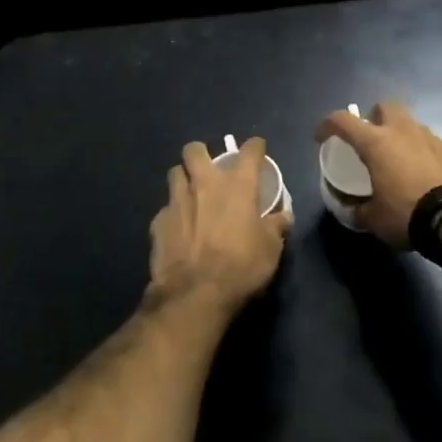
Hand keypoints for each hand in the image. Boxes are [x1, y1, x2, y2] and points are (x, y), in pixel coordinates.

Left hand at [147, 138, 289, 314]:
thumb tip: (283, 216)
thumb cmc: (240, 267)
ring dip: (184, 179)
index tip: (257, 150)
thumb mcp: (270, 250)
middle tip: (210, 168)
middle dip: (201, 153)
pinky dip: (173, 213)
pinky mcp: (158, 222)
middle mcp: (205, 183)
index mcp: (237, 185)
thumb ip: (276, 227)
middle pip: (195, 150)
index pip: (249, 151)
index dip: (255, 147)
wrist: (194, 294)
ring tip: (191, 194)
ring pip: (174, 173)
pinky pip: (165, 208)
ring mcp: (177, 200)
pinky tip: (179, 228)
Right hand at [312, 101, 441, 248]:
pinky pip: (432, 145)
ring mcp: (432, 138)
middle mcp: (404, 131)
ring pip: (411, 125)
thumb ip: (358, 210)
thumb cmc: (408, 214)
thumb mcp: (374, 220)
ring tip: (399, 161)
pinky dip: (424, 154)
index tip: (320, 136)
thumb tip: (351, 210)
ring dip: (401, 136)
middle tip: (370, 140)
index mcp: (377, 143)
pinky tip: (426, 176)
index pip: (343, 121)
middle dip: (374, 118)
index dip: (327, 125)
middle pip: (384, 107)